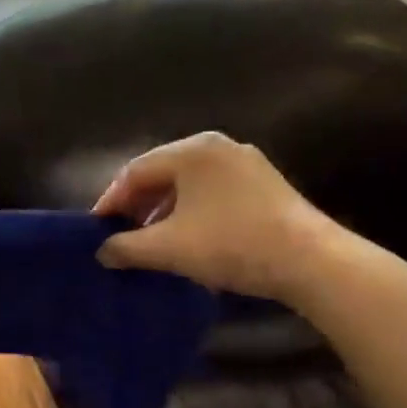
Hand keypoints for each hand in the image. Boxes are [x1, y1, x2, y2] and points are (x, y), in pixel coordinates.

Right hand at [93, 132, 340, 301]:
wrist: (310, 261)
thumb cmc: (230, 244)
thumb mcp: (169, 248)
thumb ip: (127, 247)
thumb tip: (102, 251)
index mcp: (192, 150)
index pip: (135, 171)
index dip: (110, 201)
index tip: (96, 230)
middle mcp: (218, 147)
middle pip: (162, 174)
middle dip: (137, 206)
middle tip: (120, 235)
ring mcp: (246, 164)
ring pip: (188, 185)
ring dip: (163, 212)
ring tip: (151, 242)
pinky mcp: (264, 185)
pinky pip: (212, 193)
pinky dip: (191, 213)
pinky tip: (188, 240)